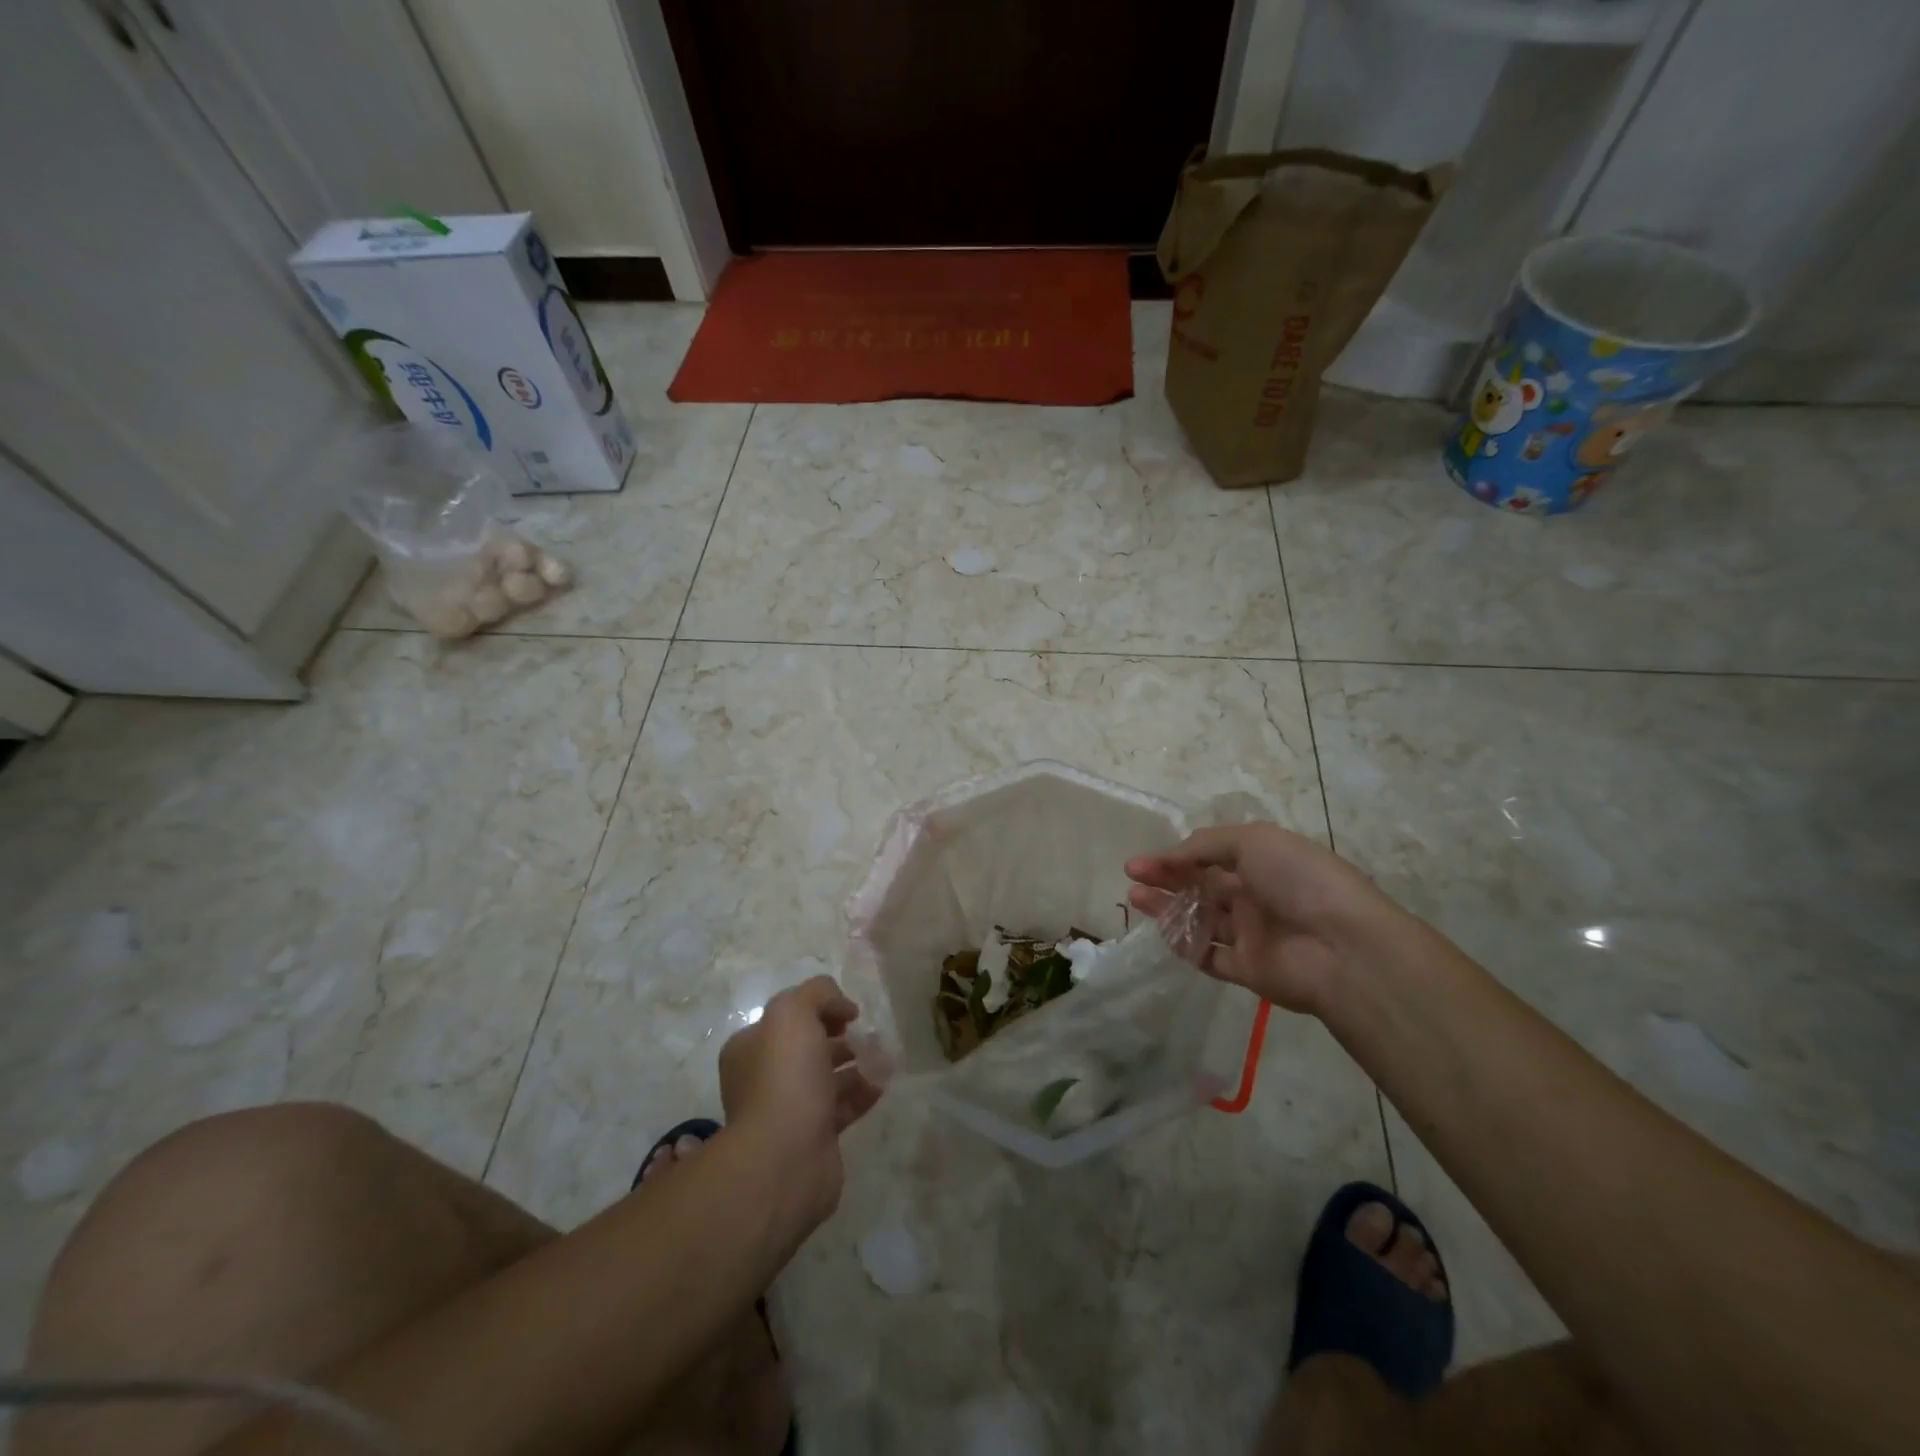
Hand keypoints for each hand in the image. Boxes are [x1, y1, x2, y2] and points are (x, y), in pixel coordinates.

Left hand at [718, 975, 880, 1225]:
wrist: (785, 1157)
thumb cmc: (784, 1076)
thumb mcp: (793, 1012)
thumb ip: (817, 993)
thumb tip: (841, 1008)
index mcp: (750, 1048)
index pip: (786, 1019)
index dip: (818, 1010)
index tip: (848, 1014)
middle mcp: (765, 1078)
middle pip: (808, 1048)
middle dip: (840, 1038)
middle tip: (867, 1035)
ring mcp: (789, 1110)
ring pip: (827, 1078)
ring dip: (857, 1064)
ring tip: (883, 1057)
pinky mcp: (814, 1138)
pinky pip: (842, 1107)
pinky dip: (863, 1093)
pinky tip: (882, 1083)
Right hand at [1125, 824, 1405, 1015]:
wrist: (1342, 947)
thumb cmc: (1299, 881)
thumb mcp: (1253, 841)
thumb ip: (1206, 845)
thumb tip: (1172, 857)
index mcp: (1262, 863)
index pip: (1209, 857)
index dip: (1175, 857)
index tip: (1141, 860)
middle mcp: (1255, 896)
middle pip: (1200, 887)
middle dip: (1165, 879)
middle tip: (1132, 877)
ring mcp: (1251, 934)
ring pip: (1199, 920)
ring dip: (1167, 909)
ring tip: (1135, 899)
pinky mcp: (1247, 969)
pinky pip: (1209, 956)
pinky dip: (1186, 945)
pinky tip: (1165, 932)